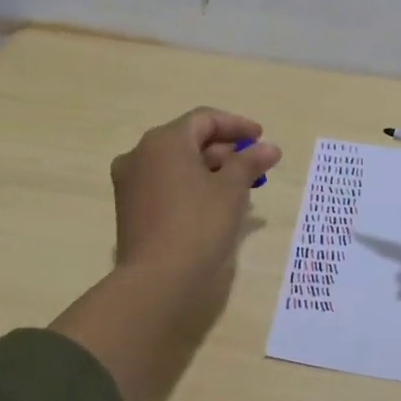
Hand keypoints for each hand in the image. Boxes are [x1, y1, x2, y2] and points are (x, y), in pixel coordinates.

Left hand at [111, 107, 281, 317]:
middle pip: (189, 140)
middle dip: (225, 150)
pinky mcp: (130, 208)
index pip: (204, 119)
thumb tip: (270, 148)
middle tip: (254, 167)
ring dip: (210, 169)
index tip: (261, 138)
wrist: (156, 281)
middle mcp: (140, 154)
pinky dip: (191, 186)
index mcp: (164, 141)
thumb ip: (250, 162)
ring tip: (240, 187)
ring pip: (177, 164)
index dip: (236, 125)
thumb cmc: (198, 225)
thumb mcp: (231, 189)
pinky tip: (214, 204)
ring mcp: (130, 182)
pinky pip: (165, 184)